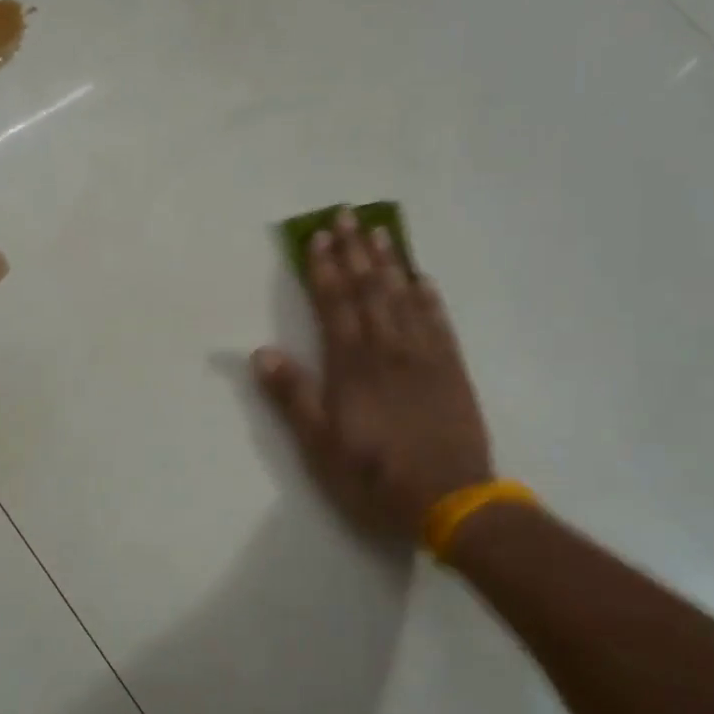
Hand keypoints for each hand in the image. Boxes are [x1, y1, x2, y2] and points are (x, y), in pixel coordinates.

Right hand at [254, 209, 491, 542]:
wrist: (449, 499)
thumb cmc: (374, 475)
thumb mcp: (320, 445)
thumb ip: (293, 396)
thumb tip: (261, 352)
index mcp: (352, 365)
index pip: (334, 304)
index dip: (324, 269)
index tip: (317, 236)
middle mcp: (388, 349)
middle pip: (369, 289)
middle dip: (355, 251)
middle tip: (347, 214)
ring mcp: (424, 356)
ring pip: (404, 297)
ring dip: (390, 262)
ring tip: (380, 231)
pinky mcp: (452, 369)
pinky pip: (439, 322)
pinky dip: (429, 297)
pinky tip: (422, 278)